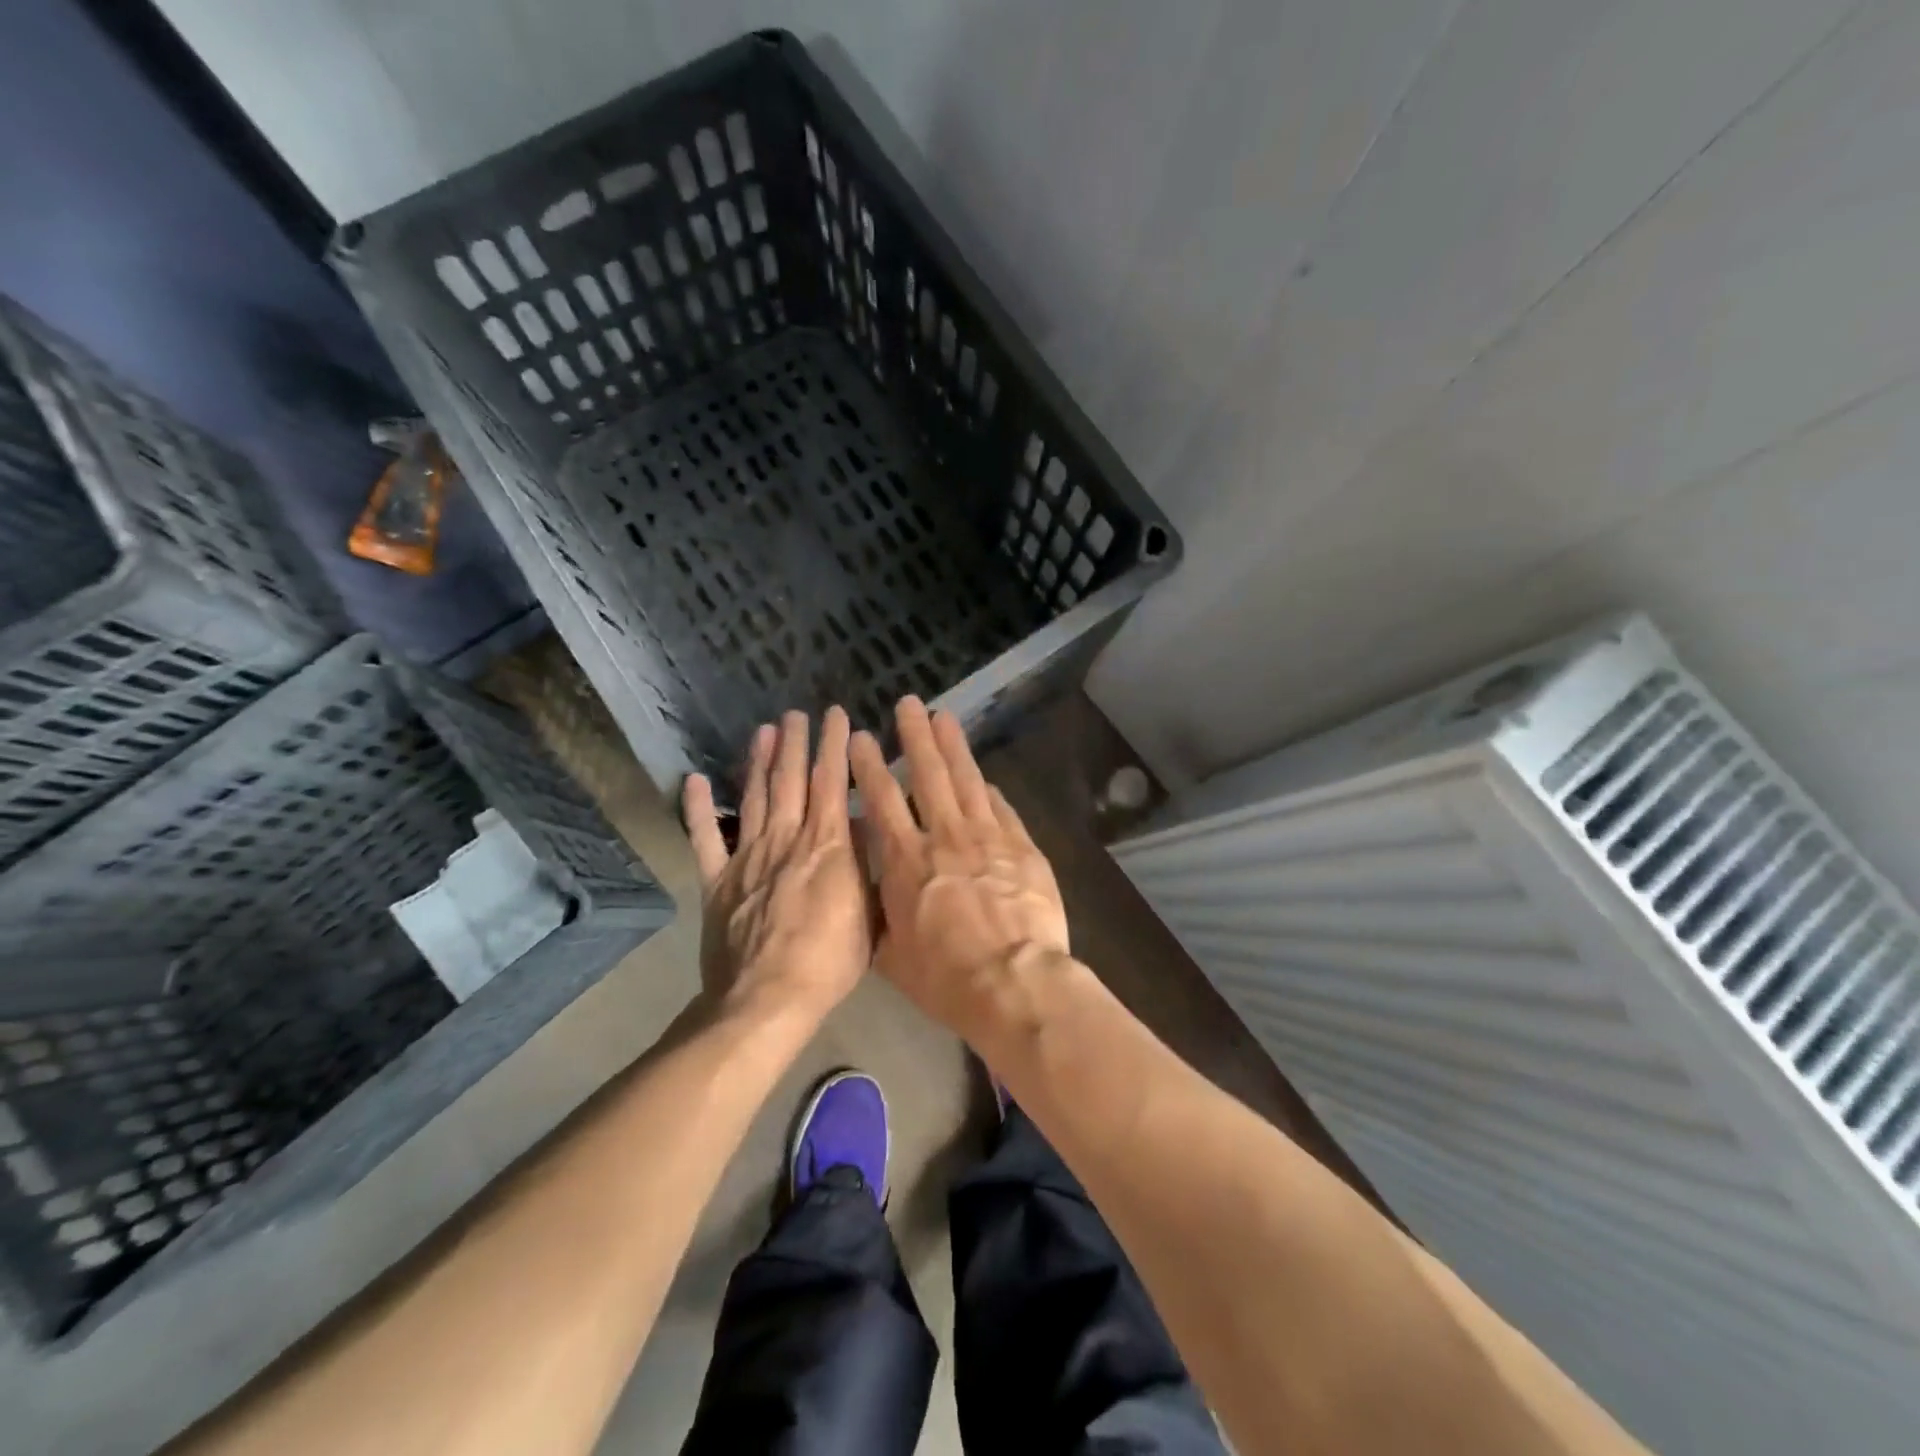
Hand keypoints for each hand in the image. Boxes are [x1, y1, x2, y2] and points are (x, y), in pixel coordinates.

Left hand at [683, 708, 872, 1023]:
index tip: (837, 716)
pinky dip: (698, 808)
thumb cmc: (830, 961)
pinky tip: (695, 780)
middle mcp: (786, 839)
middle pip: (791, 780)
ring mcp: (747, 857)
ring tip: (763, 730)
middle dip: (796, 742)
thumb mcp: (869, 912)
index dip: (835, 745)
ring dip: (760, 761)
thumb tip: (860, 827)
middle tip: (796, 713)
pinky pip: (705, 838)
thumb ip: (864, 865)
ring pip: (756, 797)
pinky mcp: (717, 880)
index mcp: (826, 845)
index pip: (831, 782)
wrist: (767, 999)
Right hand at [849, 697, 1069, 1041]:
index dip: (870, 766)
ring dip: (953, 746)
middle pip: (928, 775)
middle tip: (908, 703)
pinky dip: (991, 790)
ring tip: (943, 716)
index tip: (862, 737)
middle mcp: (944, 837)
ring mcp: (988, 837)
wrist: (1014, 981)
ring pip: (967, 780)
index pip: (883, 800)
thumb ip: (880, 912)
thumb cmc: (946, 977)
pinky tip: (986, 777)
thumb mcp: (893, 954)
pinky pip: (1002, 808)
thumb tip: (872, 886)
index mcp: (907, 860)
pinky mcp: (1021, 846)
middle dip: (915, 736)